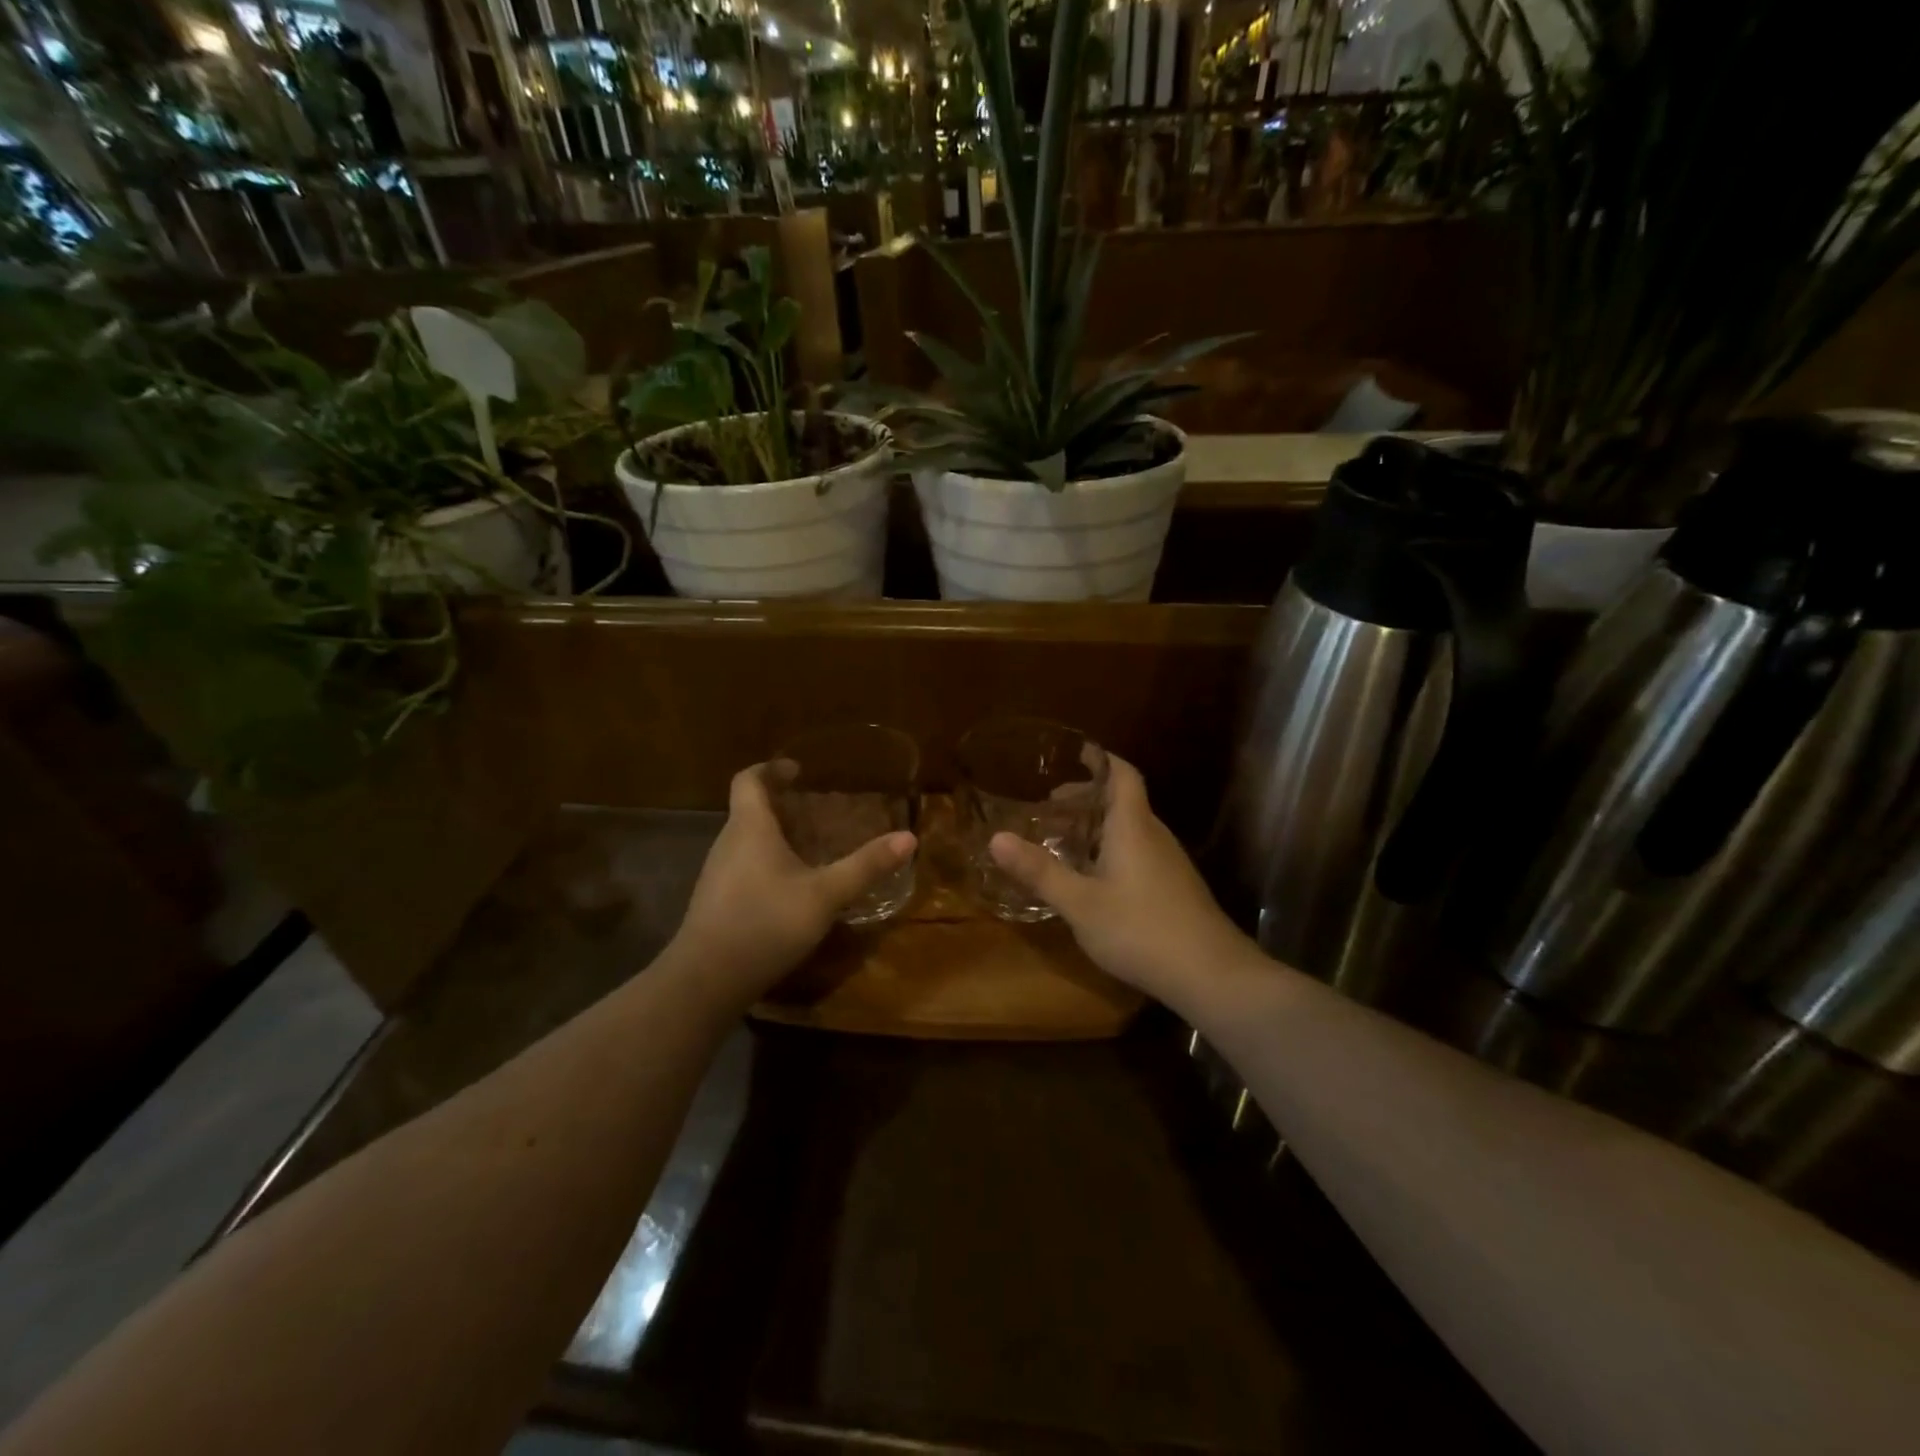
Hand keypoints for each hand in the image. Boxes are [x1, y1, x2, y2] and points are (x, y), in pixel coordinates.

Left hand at [673, 764, 915, 1005]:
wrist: (706, 981)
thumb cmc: (765, 923)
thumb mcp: (825, 895)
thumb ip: (865, 866)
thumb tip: (909, 838)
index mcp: (749, 828)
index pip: (749, 780)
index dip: (770, 768)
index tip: (797, 770)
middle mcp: (727, 843)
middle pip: (748, 809)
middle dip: (780, 804)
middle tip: (817, 811)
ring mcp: (717, 875)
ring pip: (745, 840)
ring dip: (774, 835)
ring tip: (809, 847)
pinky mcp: (715, 902)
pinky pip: (742, 867)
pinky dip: (766, 863)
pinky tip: (790, 888)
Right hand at [989, 755, 1248, 1006]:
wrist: (1210, 974)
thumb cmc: (1140, 929)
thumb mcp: (1080, 903)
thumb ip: (1039, 871)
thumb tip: (995, 838)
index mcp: (1133, 826)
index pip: (1122, 775)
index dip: (1101, 760)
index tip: (1076, 753)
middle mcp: (1154, 835)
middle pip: (1122, 801)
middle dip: (1086, 798)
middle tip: (1049, 808)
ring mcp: (1168, 863)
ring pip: (1130, 829)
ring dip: (1097, 827)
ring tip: (1063, 841)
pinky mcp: (1174, 887)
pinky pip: (1137, 852)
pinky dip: (1110, 850)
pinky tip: (1093, 879)